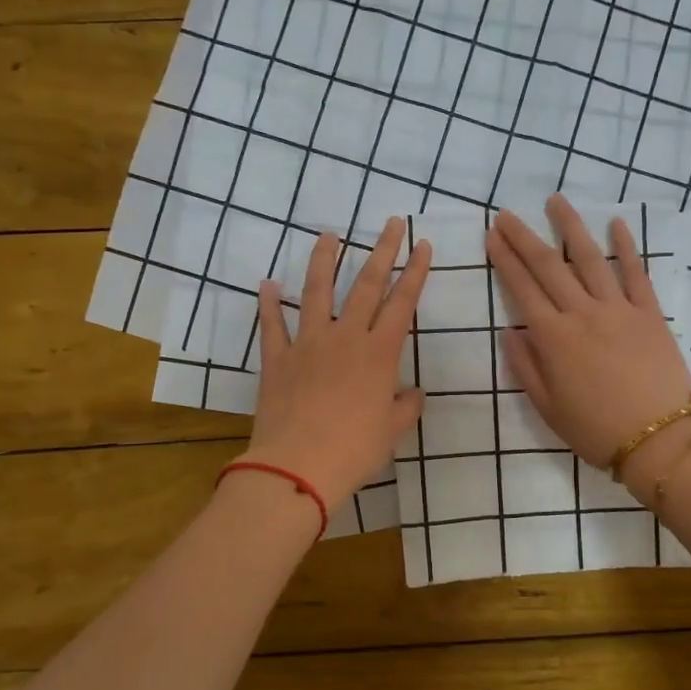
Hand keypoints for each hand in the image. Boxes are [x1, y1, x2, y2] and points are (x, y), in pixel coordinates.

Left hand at [244, 218, 430, 508]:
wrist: (298, 466)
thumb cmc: (355, 450)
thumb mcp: (392, 431)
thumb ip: (406, 407)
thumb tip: (414, 394)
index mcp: (379, 353)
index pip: (402, 302)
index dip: (415, 272)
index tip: (422, 244)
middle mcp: (345, 337)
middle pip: (365, 284)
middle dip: (381, 251)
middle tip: (390, 223)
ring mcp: (307, 344)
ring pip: (316, 291)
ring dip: (323, 260)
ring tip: (328, 234)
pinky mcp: (277, 358)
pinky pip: (272, 325)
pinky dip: (269, 304)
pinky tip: (268, 284)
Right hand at [486, 196, 690, 492]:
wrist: (658, 440)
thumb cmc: (596, 430)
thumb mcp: (548, 407)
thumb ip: (525, 367)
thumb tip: (510, 332)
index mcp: (553, 338)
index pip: (522, 289)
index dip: (504, 259)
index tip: (491, 236)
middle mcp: (582, 313)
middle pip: (548, 266)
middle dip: (524, 237)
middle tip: (507, 214)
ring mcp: (619, 309)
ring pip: (590, 258)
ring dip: (571, 227)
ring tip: (556, 201)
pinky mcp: (650, 313)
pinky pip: (637, 273)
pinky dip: (627, 246)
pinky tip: (617, 224)